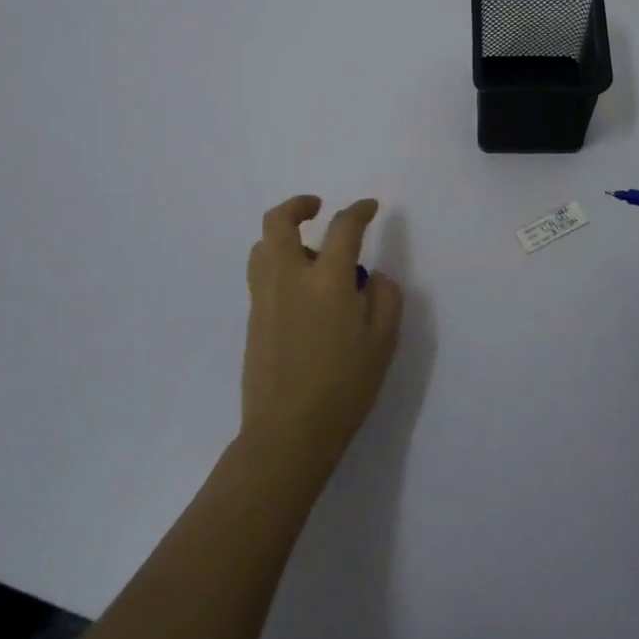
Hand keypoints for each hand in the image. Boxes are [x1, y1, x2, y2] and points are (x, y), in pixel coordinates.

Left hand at [242, 195, 402, 471]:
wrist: (287, 433)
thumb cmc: (344, 387)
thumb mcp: (383, 343)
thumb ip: (385, 298)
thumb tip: (373, 277)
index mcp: (327, 281)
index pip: (342, 227)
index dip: (359, 211)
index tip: (370, 208)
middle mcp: (289, 278)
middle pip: (279, 222)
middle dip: (298, 205)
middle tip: (317, 207)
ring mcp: (265, 298)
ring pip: (262, 246)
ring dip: (284, 236)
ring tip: (309, 252)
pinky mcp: (253, 318)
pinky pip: (261, 274)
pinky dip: (278, 263)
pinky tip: (301, 290)